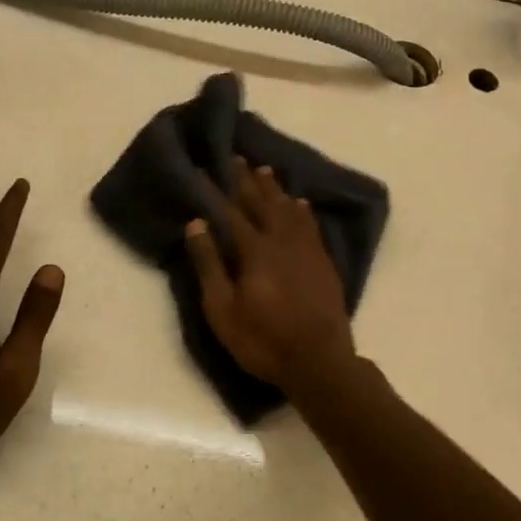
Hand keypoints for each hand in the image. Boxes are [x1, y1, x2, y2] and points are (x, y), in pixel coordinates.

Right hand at [183, 157, 356, 390]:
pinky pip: (311, 226)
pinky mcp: (324, 263)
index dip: (216, 190)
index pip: (230, 212)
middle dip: (247, 180)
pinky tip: (300, 203)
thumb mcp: (223, 309)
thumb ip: (209, 264)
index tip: (204, 168)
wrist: (319, 362)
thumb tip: (196, 224)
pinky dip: (302, 211)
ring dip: (275, 189)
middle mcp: (282, 241)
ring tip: (264, 171)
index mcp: (254, 250)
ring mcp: (307, 251)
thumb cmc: (263, 340)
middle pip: (262, 204)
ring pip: (289, 210)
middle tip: (237, 158)